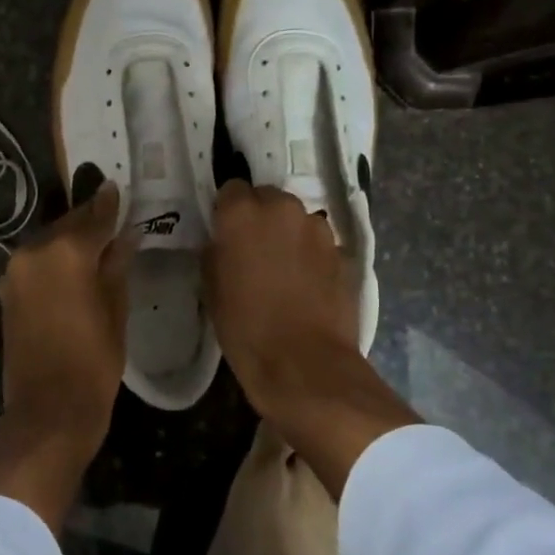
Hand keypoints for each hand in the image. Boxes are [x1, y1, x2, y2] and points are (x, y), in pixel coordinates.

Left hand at [0, 183, 133, 529]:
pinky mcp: (7, 290)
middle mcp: (35, 250)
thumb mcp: (116, 309)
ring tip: (96, 246)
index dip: (110, 203)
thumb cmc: (94, 361)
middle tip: (113, 220)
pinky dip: (55, 260)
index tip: (119, 188)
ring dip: (70, 240)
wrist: (48, 410)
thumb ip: (117, 264)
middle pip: (68, 225)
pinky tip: (73, 269)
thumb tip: (124, 235)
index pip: (95, 215)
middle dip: (90, 221)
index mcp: (66, 251)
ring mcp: (16, 270)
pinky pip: (36, 261)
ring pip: (50, 241)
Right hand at [204, 180, 417, 497]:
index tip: (225, 233)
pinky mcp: (341, 250)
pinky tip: (305, 282)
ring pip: (295, 218)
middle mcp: (282, 208)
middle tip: (253, 250)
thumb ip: (216, 252)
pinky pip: (317, 241)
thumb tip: (223, 242)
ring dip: (287, 233)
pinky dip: (310, 253)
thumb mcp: (213, 289)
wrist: (305, 365)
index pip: (231, 188)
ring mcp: (317, 227)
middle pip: (267, 198)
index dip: (228, 211)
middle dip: (260, 217)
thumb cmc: (247, 329)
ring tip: (282, 268)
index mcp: (242, 213)